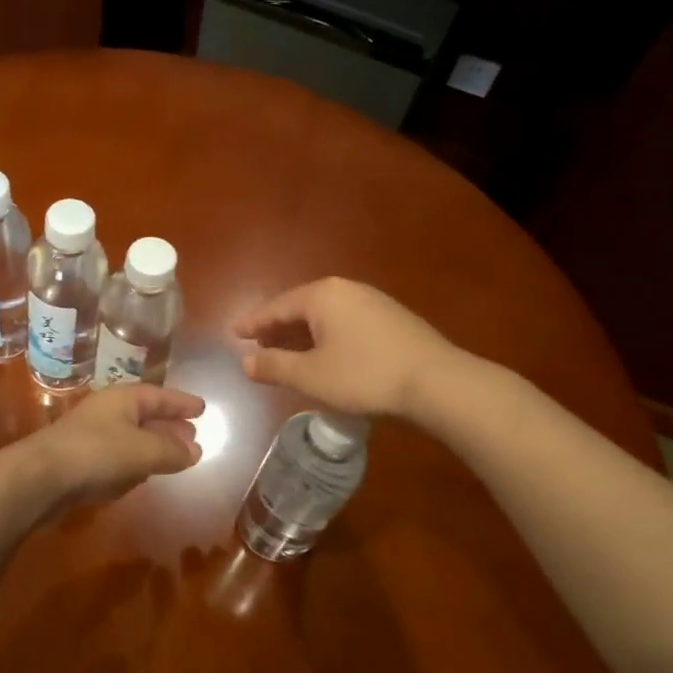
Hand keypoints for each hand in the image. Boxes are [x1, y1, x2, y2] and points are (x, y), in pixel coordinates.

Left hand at [25, 384, 204, 511]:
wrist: (40, 477)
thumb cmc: (97, 453)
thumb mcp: (143, 451)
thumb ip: (172, 451)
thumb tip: (196, 450)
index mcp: (122, 399)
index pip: (159, 395)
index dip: (181, 402)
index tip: (202, 408)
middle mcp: (107, 412)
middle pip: (145, 415)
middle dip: (169, 426)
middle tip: (192, 435)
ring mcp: (91, 436)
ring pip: (131, 437)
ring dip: (152, 446)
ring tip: (174, 457)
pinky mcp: (81, 461)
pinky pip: (116, 457)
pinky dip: (133, 463)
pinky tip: (141, 476)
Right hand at [234, 277, 453, 417]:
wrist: (437, 382)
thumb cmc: (364, 376)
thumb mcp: (311, 376)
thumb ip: (274, 366)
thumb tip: (245, 362)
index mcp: (322, 295)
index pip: (277, 306)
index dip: (254, 322)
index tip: (235, 332)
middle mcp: (346, 289)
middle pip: (301, 306)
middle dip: (278, 326)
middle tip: (259, 343)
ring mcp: (373, 301)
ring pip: (326, 314)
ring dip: (303, 332)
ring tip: (289, 351)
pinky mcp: (392, 318)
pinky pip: (346, 321)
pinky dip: (327, 335)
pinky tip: (327, 354)